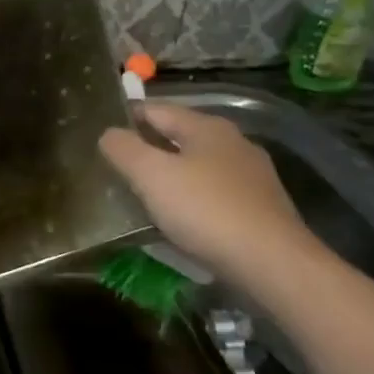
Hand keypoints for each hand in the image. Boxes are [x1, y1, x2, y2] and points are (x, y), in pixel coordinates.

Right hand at [99, 103, 320, 299]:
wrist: (273, 264)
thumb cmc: (206, 210)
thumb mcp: (151, 175)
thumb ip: (124, 149)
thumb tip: (108, 133)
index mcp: (206, 126)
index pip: (155, 109)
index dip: (125, 118)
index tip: (101, 136)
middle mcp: (233, 142)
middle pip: (178, 136)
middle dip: (148, 149)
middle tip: (115, 168)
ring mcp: (251, 176)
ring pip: (197, 167)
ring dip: (170, 177)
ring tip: (142, 197)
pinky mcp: (260, 208)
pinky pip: (214, 194)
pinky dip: (192, 201)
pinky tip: (179, 221)